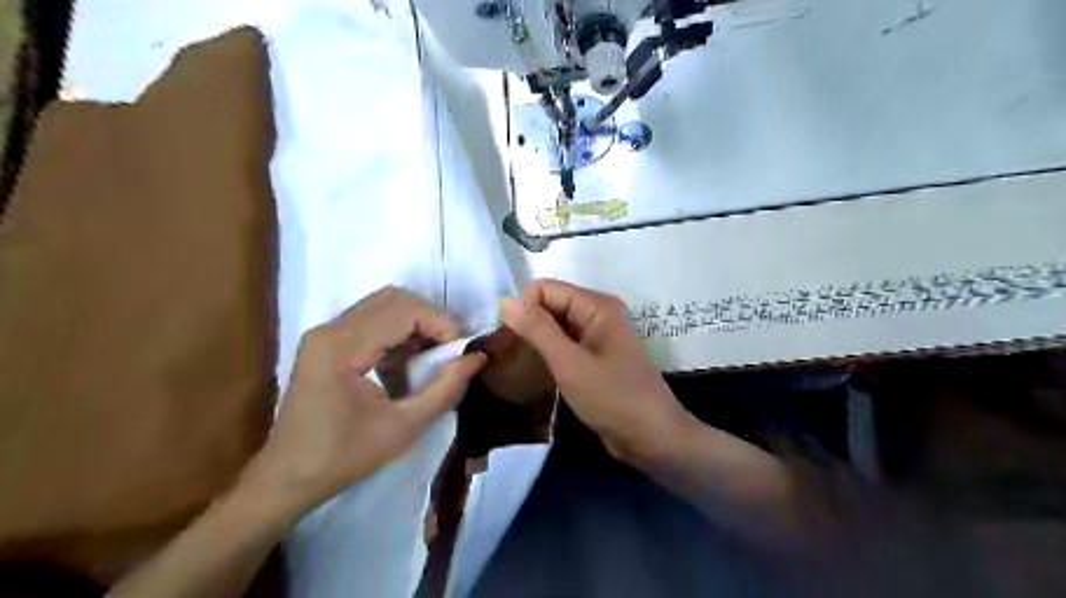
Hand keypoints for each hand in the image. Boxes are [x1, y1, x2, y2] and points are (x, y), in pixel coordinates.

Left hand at [242, 285, 485, 517]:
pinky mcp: (326, 342)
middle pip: (394, 299)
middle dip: (430, 320)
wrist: (288, 478)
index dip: (441, 323)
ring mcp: (325, 334)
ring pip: (384, 305)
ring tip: (433, 357)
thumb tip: (478, 357)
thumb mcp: (404, 428)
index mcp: (341, 347)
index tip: (462, 351)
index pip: (403, 310)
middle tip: (450, 351)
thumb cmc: (344, 457)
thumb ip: (445, 389)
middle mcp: (329, 329)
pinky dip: (399, 333)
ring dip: (416, 324)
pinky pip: (372, 320)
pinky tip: (408, 363)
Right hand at [503, 281, 701, 462]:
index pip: (546, 289)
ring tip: (515, 366)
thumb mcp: (570, 363)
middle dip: (528, 325)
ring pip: (556, 328)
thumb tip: (505, 301)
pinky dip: (548, 355)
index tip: (508, 340)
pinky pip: (565, 346)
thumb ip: (537, 330)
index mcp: (596, 306)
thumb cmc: (612, 397)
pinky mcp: (596, 359)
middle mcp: (598, 315)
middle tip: (506, 356)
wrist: (652, 438)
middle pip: (551, 306)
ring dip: (536, 342)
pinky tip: (534, 373)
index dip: (524, 308)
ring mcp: (598, 338)